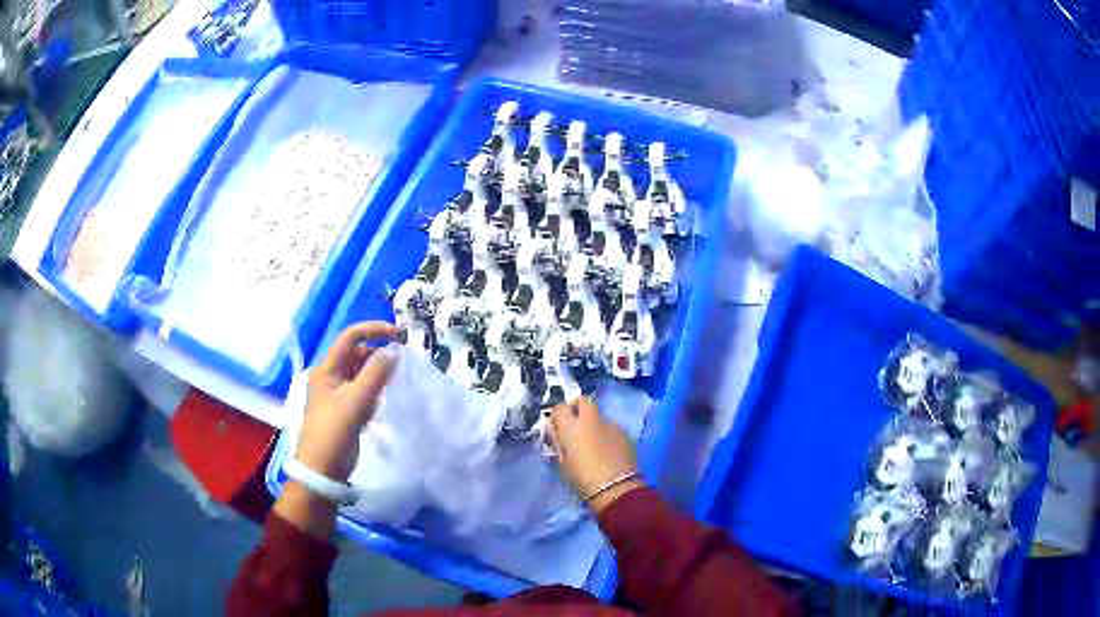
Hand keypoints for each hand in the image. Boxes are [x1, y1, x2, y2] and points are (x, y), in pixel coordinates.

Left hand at [297, 321, 400, 482]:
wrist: (322, 469)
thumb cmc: (334, 431)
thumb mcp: (356, 401)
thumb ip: (376, 373)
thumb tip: (394, 350)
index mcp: (327, 368)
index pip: (351, 337)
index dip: (374, 330)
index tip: (400, 335)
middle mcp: (331, 376)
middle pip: (357, 354)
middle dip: (379, 356)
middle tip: (402, 365)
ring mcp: (337, 393)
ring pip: (361, 373)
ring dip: (378, 375)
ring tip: (395, 385)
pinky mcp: (345, 409)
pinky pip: (362, 390)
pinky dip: (375, 391)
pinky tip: (383, 403)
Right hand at [548, 398, 643, 513]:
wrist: (615, 488)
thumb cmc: (582, 479)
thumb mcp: (562, 463)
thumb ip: (559, 443)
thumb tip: (556, 433)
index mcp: (572, 426)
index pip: (560, 407)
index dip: (558, 414)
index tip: (557, 425)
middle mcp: (591, 419)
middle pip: (583, 400)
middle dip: (578, 408)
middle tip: (575, 425)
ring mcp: (611, 424)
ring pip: (599, 415)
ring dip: (594, 423)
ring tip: (593, 442)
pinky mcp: (625, 433)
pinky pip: (611, 428)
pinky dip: (606, 434)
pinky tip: (607, 450)